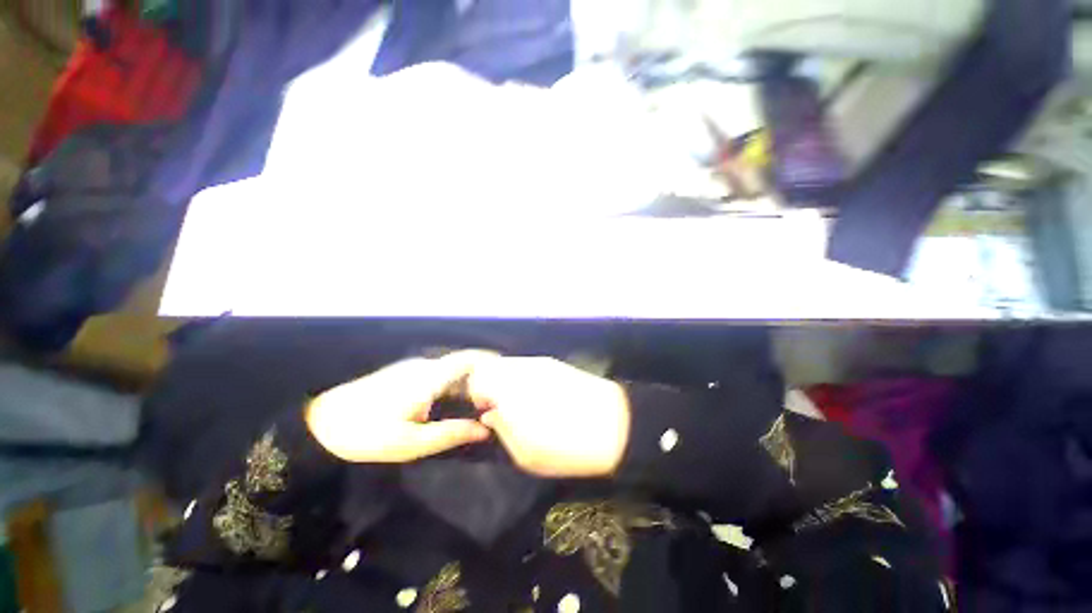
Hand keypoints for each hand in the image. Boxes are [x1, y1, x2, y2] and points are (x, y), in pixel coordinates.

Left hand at [305, 351, 494, 462]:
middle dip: (479, 374)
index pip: (467, 359)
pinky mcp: (401, 372)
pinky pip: (435, 371)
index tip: (506, 369)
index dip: (488, 360)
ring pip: (447, 367)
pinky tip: (448, 398)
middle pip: (460, 363)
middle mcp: (423, 366)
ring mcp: (411, 367)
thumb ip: (451, 434)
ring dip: (464, 378)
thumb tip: (484, 429)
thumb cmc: (367, 435)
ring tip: (476, 398)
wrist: (320, 423)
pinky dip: (449, 381)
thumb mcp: (411, 443)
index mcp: (429, 378)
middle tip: (494, 393)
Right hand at [466, 357, 630, 477]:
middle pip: (492, 366)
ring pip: (511, 363)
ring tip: (524, 403)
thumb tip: (491, 413)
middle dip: (491, 385)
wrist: (617, 426)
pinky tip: (543, 395)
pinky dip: (526, 377)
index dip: (478, 395)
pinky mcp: (557, 363)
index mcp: (510, 391)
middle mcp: (522, 370)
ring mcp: (541, 363)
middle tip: (504, 408)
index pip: (477, 378)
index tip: (489, 411)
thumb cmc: (568, 448)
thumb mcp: (526, 455)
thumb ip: (501, 429)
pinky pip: (530, 365)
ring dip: (509, 380)